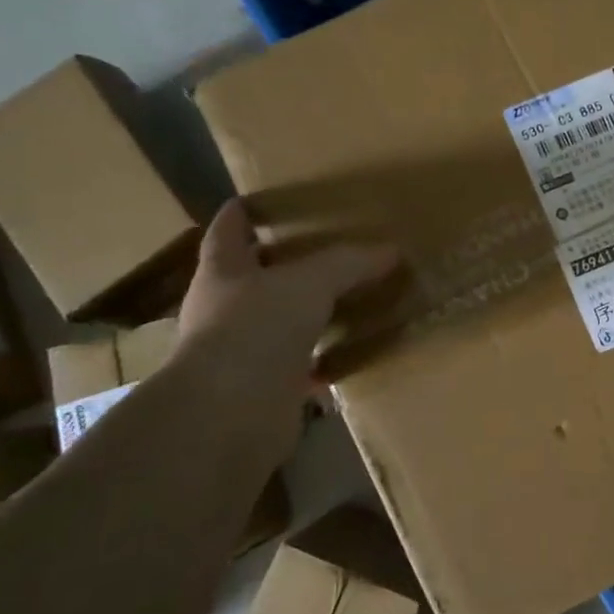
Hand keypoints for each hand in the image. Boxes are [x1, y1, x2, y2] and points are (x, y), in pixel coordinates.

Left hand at [178, 200, 398, 383]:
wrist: (231, 413)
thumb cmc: (257, 327)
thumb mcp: (311, 282)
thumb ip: (349, 263)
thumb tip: (391, 250)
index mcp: (222, 272)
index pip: (227, 231)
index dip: (241, 214)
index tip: (256, 200)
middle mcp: (223, 309)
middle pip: (251, 278)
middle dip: (280, 264)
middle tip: (320, 248)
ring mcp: (240, 352)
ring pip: (276, 322)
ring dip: (303, 313)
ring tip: (343, 297)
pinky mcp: (262, 388)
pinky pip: (298, 365)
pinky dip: (321, 359)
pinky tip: (350, 351)